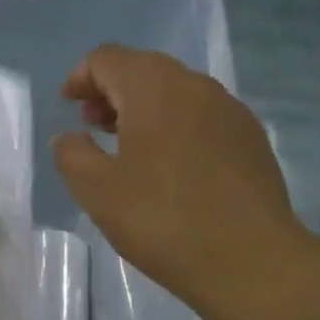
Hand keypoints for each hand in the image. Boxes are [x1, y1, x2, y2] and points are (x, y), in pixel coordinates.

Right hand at [53, 46, 308, 307]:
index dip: (80, 77)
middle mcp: (195, 86)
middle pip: (144, 69)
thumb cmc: (163, 221)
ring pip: (176, 92)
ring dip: (144, 108)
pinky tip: (171, 166)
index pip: (108, 58)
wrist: (250, 260)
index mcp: (154, 89)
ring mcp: (230, 110)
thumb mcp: (98, 192)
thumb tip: (69, 137)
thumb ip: (72, 155)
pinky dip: (175, 125)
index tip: (68, 106)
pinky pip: (202, 116)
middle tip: (92, 125)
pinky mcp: (251, 138)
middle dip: (111, 91)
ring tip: (128, 147)